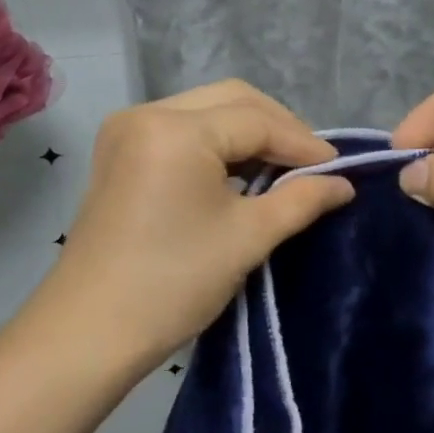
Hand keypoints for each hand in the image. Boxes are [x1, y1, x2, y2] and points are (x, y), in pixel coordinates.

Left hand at [33, 80, 353, 371]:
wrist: (89, 332)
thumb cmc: (173, 284)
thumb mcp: (248, 237)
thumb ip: (301, 199)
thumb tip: (344, 184)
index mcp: (175, 129)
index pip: (256, 120)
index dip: (303, 143)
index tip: (338, 170)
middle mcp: (146, 113)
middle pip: (230, 100)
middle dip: (277, 127)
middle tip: (312, 165)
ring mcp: (126, 130)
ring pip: (206, 110)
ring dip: (248, 132)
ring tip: (284, 168)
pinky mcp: (119, 152)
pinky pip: (181, 129)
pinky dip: (217, 143)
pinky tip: (242, 171)